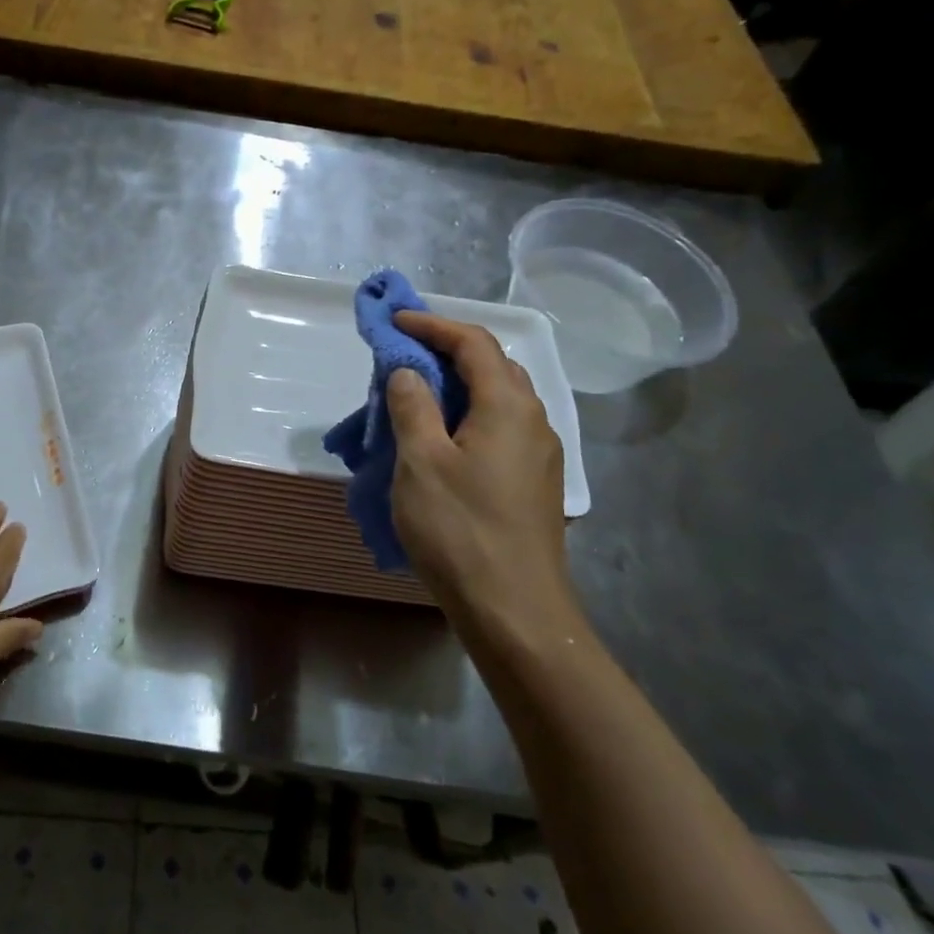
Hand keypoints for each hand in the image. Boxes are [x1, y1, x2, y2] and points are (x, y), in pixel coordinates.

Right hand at [385, 312, 587, 660]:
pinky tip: (441, 439)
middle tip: (404, 354)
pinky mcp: (533, 482)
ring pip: (498, 399)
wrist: (515, 610)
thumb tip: (407, 371)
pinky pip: (499, 428)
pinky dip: (468, 415)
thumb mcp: (420, 462)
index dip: (432, 325)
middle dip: (448, 350)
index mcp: (508, 406)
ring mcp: (539, 454)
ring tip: (417, 394)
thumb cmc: (461, 530)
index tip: (394, 322)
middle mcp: (533, 420)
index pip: (474, 343)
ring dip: (458, 384)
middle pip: (493, 365)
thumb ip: (412, 407)